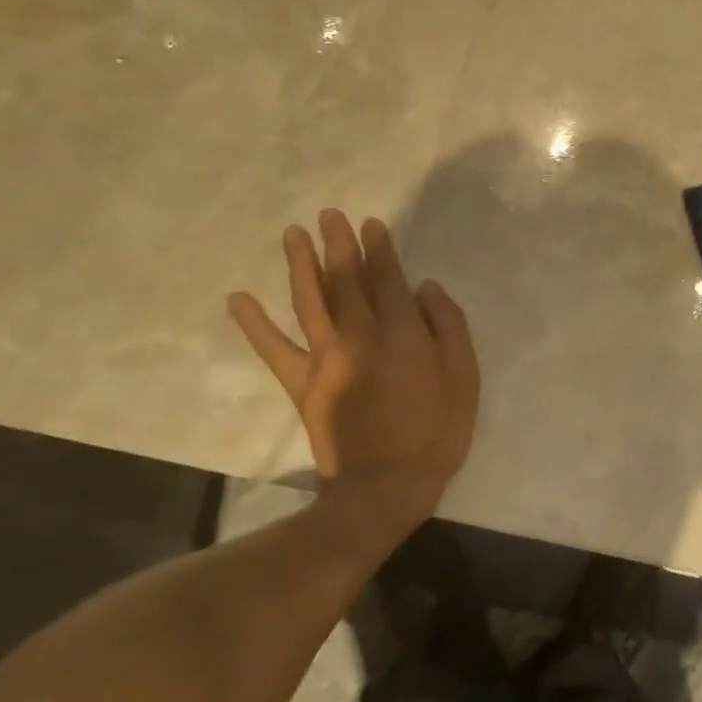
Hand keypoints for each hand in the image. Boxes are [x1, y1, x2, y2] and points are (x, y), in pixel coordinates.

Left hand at [229, 211, 478, 513]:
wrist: (386, 487)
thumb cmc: (435, 430)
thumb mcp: (463, 375)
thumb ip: (448, 325)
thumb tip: (425, 288)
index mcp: (400, 331)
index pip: (387, 277)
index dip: (379, 248)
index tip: (370, 224)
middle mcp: (359, 334)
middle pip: (345, 279)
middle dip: (337, 244)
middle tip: (329, 214)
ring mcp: (325, 357)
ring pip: (309, 300)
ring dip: (299, 264)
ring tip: (292, 234)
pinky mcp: (302, 384)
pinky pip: (274, 349)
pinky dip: (254, 324)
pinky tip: (238, 298)